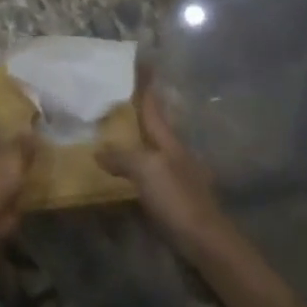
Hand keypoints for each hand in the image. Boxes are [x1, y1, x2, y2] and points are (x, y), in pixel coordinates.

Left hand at [0, 126, 36, 252]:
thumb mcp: (8, 161)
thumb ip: (22, 145)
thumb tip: (32, 131)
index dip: (9, 121)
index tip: (32, 121)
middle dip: (17, 150)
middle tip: (45, 147)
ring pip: (2, 176)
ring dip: (18, 175)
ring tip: (46, 170)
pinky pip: (6, 200)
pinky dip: (19, 198)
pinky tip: (38, 196)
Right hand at [97, 88, 233, 257]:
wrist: (208, 246)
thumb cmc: (179, 201)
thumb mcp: (148, 171)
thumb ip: (123, 157)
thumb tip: (98, 150)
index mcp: (169, 141)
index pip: (153, 106)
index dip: (145, 84)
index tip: (139, 60)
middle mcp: (173, 154)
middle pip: (152, 126)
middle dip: (136, 110)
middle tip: (111, 96)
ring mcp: (174, 177)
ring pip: (148, 150)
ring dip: (132, 139)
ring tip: (108, 131)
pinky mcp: (171, 200)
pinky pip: (146, 174)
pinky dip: (131, 166)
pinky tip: (119, 172)